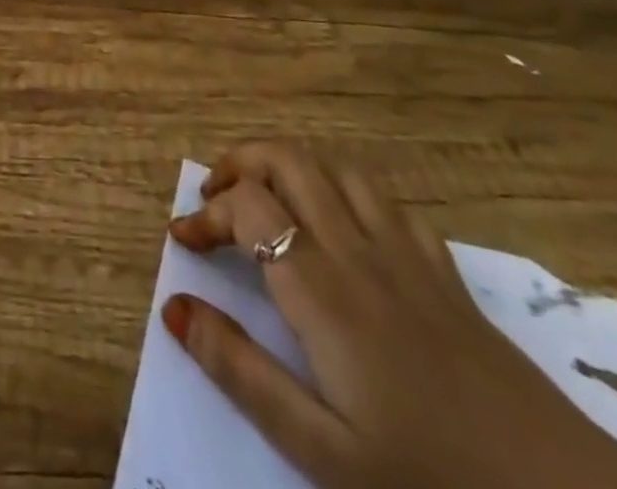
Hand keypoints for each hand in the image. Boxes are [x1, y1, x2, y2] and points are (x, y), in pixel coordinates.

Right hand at [164, 141, 616, 488]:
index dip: (205, 212)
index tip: (183, 240)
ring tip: (268, 196)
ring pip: (335, 166)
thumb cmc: (429, 476)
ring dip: (290, 165)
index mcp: (320, 288)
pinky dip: (345, 188)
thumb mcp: (320, 448)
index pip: (246, 206)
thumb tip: (174, 307)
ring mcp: (404, 252)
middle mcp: (356, 249)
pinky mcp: (442, 268)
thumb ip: (240, 371)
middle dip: (240, 162)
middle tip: (215, 197)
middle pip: (288, 160)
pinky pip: (386, 198)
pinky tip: (342, 222)